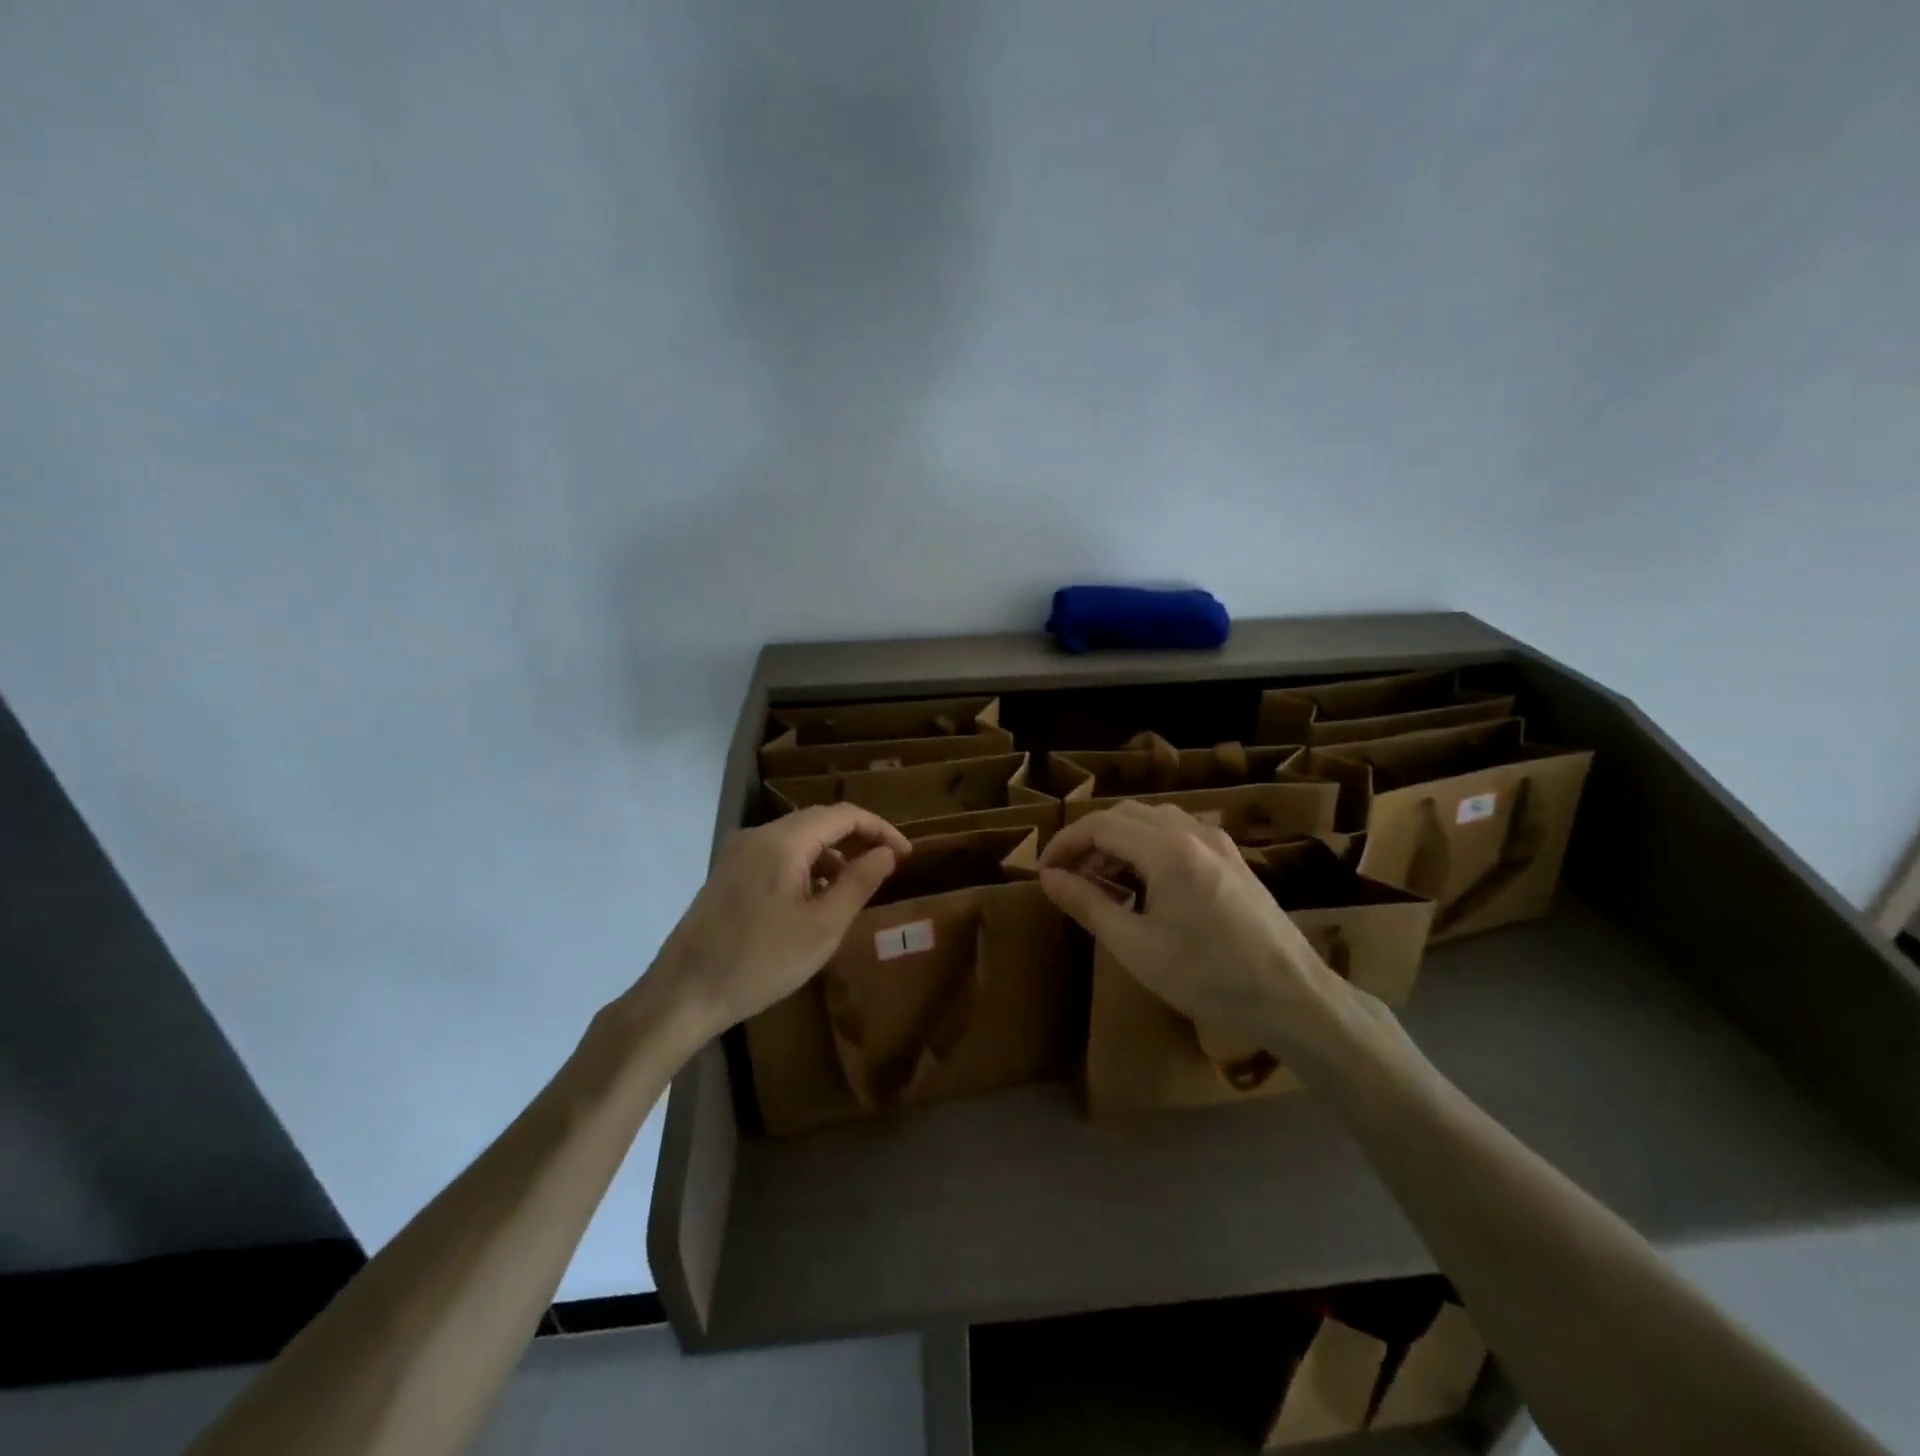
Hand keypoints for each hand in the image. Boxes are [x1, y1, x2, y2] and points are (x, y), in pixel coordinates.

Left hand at [643, 806, 911, 1043]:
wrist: (682, 994)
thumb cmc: (761, 962)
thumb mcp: (823, 927)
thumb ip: (859, 883)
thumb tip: (886, 853)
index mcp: (784, 841)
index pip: (843, 815)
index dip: (880, 829)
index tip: (905, 855)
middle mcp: (758, 835)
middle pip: (819, 821)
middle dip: (857, 839)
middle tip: (886, 867)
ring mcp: (738, 853)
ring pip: (797, 839)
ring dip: (831, 854)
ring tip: (853, 889)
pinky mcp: (727, 874)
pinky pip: (776, 855)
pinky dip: (805, 867)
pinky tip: (813, 900)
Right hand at [1038, 802, 1352, 1060]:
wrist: (1292, 997)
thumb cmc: (1208, 977)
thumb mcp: (1136, 947)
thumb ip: (1088, 904)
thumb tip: (1048, 878)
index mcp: (1168, 850)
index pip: (1100, 825)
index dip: (1065, 843)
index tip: (1043, 872)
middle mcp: (1193, 831)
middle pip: (1125, 814)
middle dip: (1089, 839)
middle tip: (1067, 876)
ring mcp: (1217, 841)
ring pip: (1152, 820)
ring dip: (1118, 840)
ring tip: (1100, 880)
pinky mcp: (1231, 857)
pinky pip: (1177, 832)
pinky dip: (1146, 845)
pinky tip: (1142, 881)